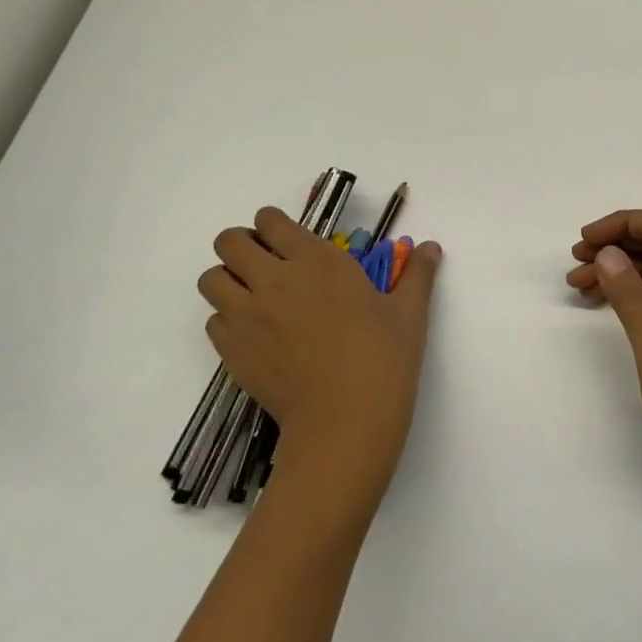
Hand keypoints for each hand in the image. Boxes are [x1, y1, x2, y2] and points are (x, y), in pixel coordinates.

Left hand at [199, 208, 441, 501]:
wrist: (345, 420)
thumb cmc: (384, 359)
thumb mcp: (409, 312)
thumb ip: (418, 274)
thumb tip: (431, 247)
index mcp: (317, 260)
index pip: (270, 221)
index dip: (274, 225)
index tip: (288, 240)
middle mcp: (273, 279)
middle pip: (229, 241)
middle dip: (242, 246)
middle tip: (266, 265)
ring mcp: (246, 315)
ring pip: (210, 279)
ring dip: (228, 281)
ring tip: (253, 298)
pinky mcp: (232, 350)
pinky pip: (213, 321)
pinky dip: (227, 320)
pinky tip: (255, 336)